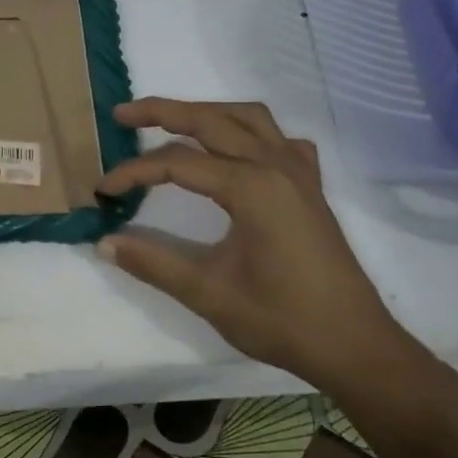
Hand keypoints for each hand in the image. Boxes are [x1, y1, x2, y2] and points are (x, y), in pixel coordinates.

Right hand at [96, 98, 408, 388]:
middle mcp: (276, 166)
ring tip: (171, 122)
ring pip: (248, 118)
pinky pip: (280, 140)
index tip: (103, 190)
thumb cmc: (282, 320)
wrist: (354, 345)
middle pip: (211, 120)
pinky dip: (251, 132)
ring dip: (207, 112)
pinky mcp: (310, 188)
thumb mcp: (208, 293)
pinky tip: (237, 151)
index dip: (134, 172)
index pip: (177, 163)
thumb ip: (153, 262)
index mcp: (251, 188)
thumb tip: (104, 243)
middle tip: (122, 115)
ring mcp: (299, 173)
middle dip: (163, 112)